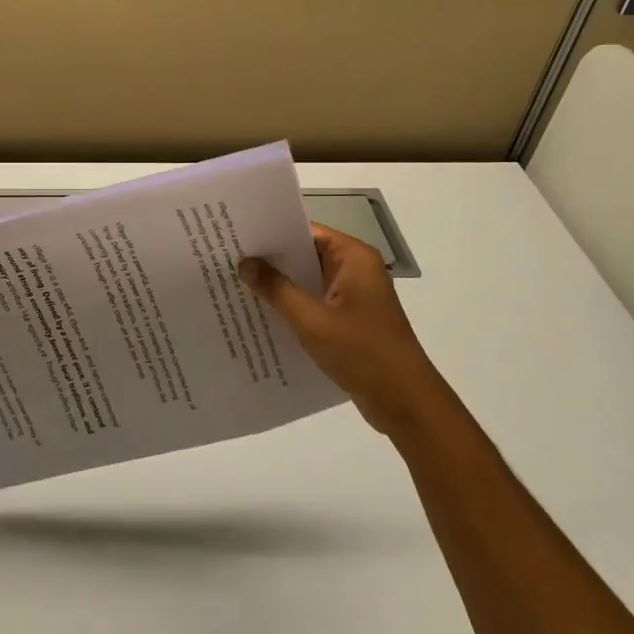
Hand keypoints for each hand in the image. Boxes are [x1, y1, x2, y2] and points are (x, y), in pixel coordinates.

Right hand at [240, 224, 434, 432]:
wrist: (405, 402)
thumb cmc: (362, 352)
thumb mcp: (312, 319)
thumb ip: (277, 289)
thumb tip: (245, 263)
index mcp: (353, 258)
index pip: (306, 231)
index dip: (272, 232)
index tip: (236, 235)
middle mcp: (355, 270)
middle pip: (305, 254)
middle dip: (270, 260)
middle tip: (227, 258)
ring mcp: (353, 296)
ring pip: (308, 281)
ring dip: (279, 285)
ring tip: (235, 283)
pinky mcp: (350, 320)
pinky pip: (314, 303)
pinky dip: (292, 306)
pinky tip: (260, 314)